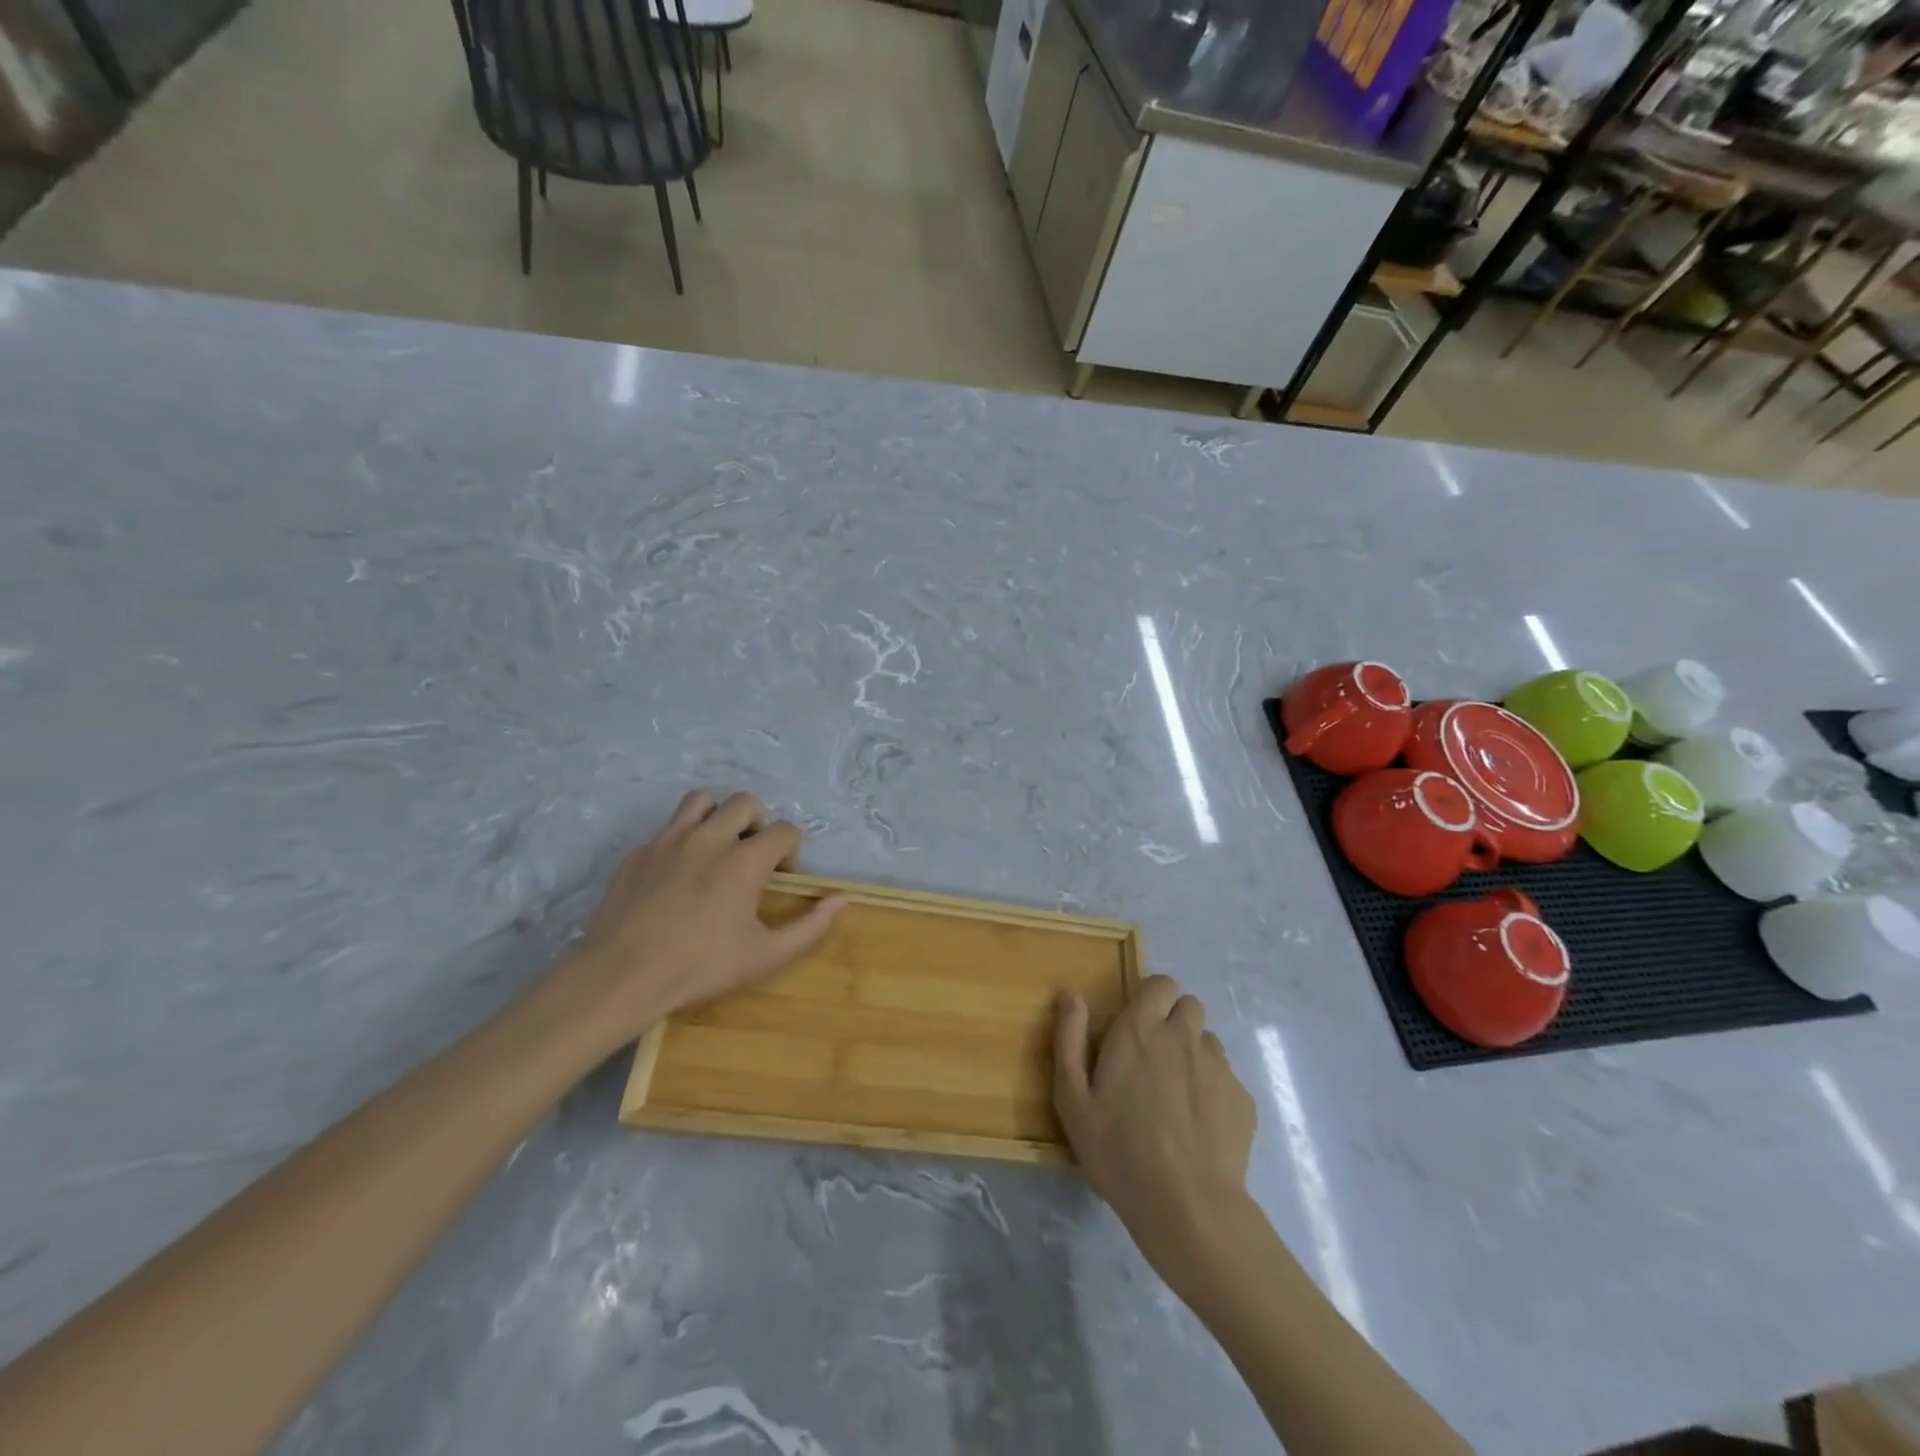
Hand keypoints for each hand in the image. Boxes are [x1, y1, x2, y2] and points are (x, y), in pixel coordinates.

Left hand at [543, 790, 843, 1052]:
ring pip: (701, 801)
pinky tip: (675, 880)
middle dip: (759, 824)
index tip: (782, 882)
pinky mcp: (638, 853)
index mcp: (745, 860)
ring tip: (716, 850)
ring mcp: (669, 840)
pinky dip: (681, 843)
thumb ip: (811, 927)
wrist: (621, 977)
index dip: (792, 852)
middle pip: (746, 802)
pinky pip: (667, 831)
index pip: (786, 830)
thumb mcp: (766, 956)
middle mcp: (709, 837)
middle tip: (752, 859)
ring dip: (717, 817)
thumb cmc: (700, 968)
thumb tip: (841, 900)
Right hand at [1054, 976, 1257, 1284]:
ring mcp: (1219, 1066)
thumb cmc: (1119, 1152)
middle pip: (1189, 1005)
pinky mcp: (1242, 1099)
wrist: (1188, 1209)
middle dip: (1174, 1021)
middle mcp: (1183, 1036)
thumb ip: (1069, 1039)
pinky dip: (1212, 1091)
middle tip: (1154, 1059)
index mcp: (1141, 1030)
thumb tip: (1071, 995)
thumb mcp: (1073, 1100)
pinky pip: (1226, 1078)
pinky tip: (1198, 1127)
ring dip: (1193, 1055)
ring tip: (1176, 1097)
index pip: (1161, 983)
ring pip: (1207, 1041)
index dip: (1152, 997)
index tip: (1138, 1025)